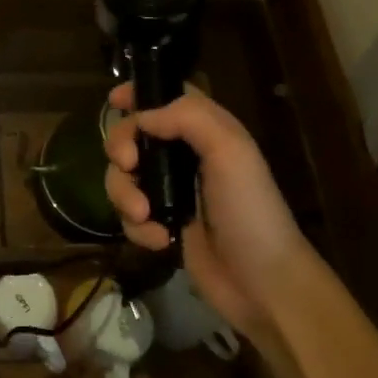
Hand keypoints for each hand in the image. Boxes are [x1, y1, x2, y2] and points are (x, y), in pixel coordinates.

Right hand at [103, 83, 318, 339]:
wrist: (263, 284)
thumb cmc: (250, 210)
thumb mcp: (230, 151)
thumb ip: (187, 117)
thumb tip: (140, 116)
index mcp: (205, 132)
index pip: (166, 98)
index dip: (139, 94)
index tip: (114, 100)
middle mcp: (184, 157)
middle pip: (132, 136)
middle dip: (121, 148)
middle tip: (128, 164)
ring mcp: (170, 193)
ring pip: (122, 177)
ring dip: (125, 194)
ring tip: (144, 215)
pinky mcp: (160, 225)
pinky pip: (128, 215)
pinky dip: (137, 227)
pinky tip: (160, 240)